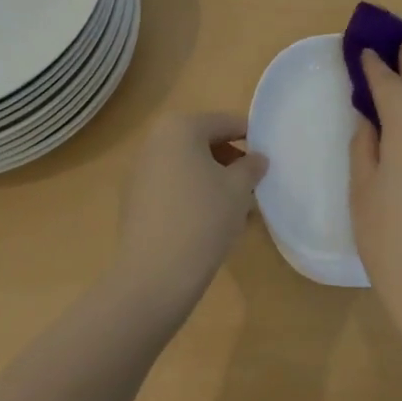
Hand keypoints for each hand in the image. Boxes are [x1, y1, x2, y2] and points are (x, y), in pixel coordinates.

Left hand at [112, 111, 267, 313]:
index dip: (251, 138)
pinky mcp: (134, 201)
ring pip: (188, 166)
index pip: (225, 123)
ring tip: (236, 209)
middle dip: (231, 162)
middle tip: (253, 186)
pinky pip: (172, 187)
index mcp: (180, 127)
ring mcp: (140, 171)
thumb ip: (251, 167)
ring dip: (213, 180)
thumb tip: (257, 159)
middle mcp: (155, 141)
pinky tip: (210, 223)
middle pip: (203, 142)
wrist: (152, 278)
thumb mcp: (238, 189)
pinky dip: (192, 195)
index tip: (268, 159)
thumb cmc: (202, 220)